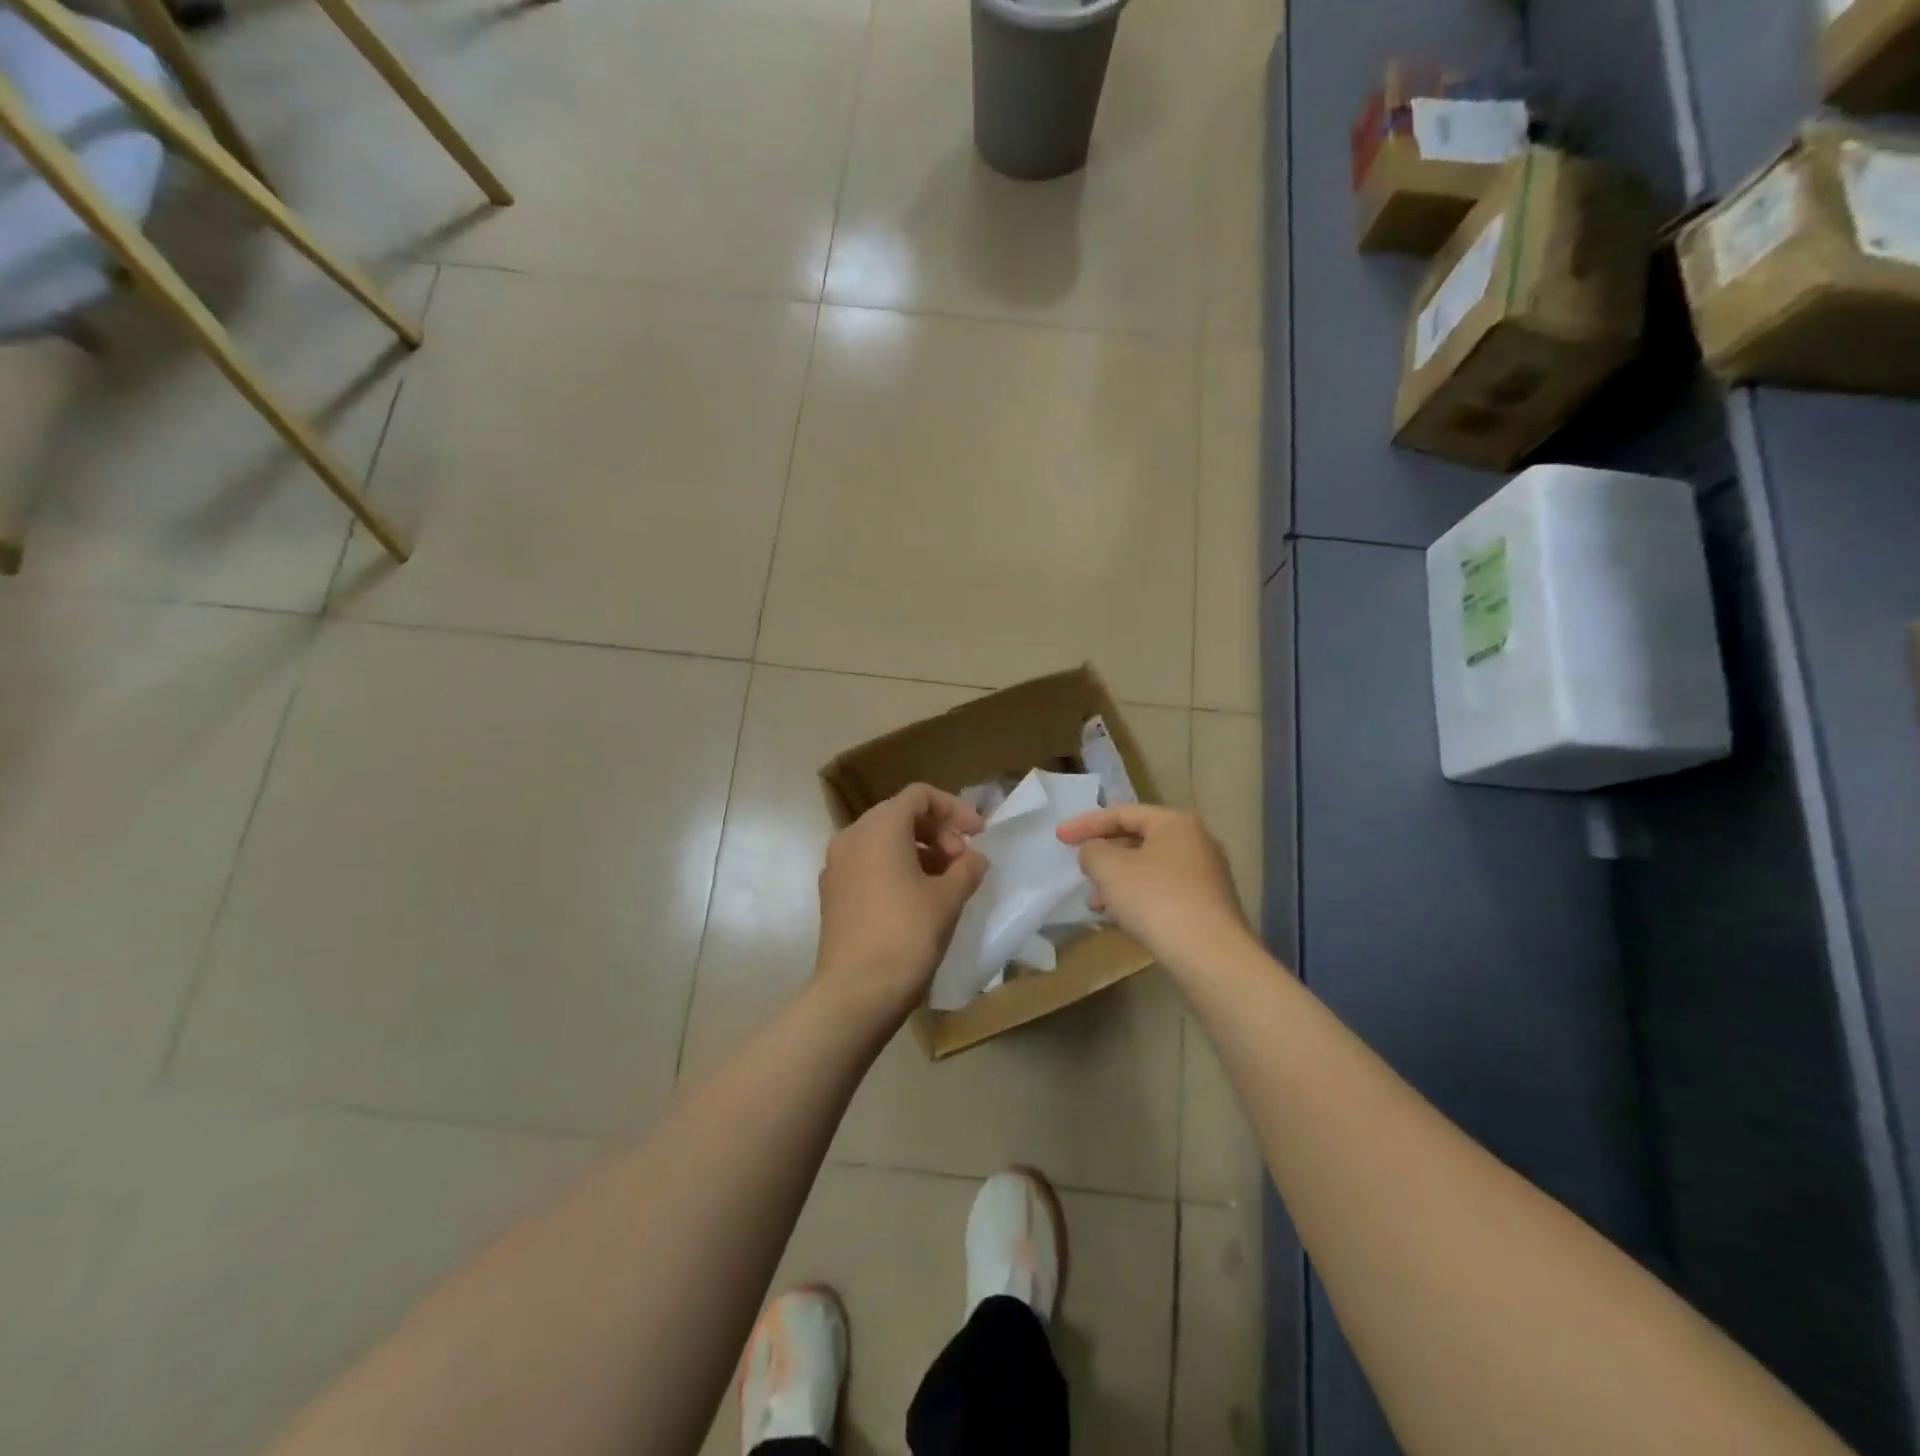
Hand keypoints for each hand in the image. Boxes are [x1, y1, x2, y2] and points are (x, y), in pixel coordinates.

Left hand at [814, 784, 989, 1024]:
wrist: (855, 993)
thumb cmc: (906, 935)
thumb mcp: (948, 898)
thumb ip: (967, 868)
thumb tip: (974, 859)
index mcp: (879, 827)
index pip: (919, 796)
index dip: (954, 809)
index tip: (978, 835)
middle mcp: (851, 837)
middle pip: (900, 815)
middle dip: (937, 831)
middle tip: (963, 861)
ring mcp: (836, 866)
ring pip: (883, 841)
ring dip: (919, 851)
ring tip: (946, 881)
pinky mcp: (833, 894)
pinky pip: (868, 865)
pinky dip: (896, 869)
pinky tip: (918, 899)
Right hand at [1056, 805, 1251, 971]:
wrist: (1210, 955)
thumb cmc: (1155, 899)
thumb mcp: (1109, 868)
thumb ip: (1092, 851)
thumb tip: (1095, 852)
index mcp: (1176, 823)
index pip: (1122, 813)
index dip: (1086, 824)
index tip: (1059, 838)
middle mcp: (1197, 842)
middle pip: (1139, 840)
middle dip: (1104, 855)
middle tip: (1080, 867)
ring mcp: (1207, 876)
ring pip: (1150, 870)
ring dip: (1118, 881)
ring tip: (1093, 902)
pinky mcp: (1208, 907)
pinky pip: (1163, 892)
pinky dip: (1138, 898)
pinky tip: (1120, 919)